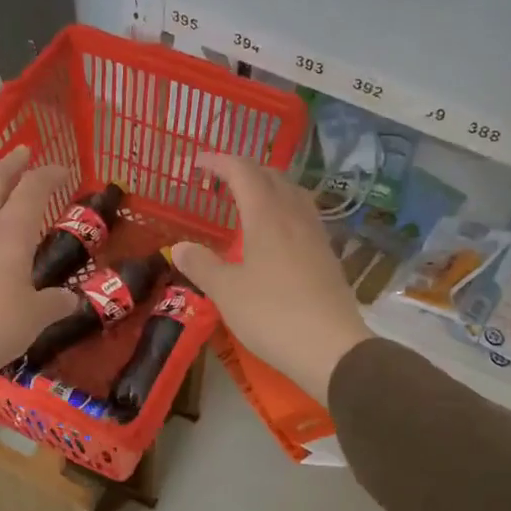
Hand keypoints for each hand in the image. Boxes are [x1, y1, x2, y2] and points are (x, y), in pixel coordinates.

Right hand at [170, 153, 371, 402]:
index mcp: (266, 216)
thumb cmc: (272, 315)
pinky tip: (276, 233)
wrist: (331, 349)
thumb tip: (179, 247)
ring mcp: (315, 235)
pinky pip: (303, 215)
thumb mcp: (226, 292)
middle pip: (271, 176)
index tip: (196, 164)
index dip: (218, 162)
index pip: (242, 171)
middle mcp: (294, 216)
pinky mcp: (327, 255)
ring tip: (248, 200)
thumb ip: (201, 265)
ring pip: (292, 193)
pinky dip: (284, 209)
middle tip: (219, 181)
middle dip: (243, 170)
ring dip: (268, 187)